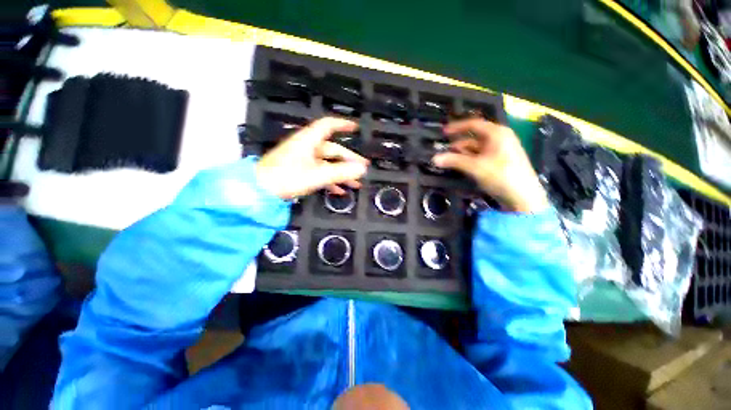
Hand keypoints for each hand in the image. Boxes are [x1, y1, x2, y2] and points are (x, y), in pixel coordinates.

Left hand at [256, 117, 368, 199]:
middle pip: (333, 149)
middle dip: (349, 159)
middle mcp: (307, 147)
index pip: (328, 125)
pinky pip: (320, 173)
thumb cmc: (288, 177)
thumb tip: (362, 169)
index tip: (356, 127)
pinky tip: (340, 191)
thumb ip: (341, 172)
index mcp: (309, 141)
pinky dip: (331, 180)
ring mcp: (304, 160)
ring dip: (342, 173)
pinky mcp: (301, 171)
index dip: (343, 124)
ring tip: (356, 184)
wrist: (261, 190)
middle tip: (363, 168)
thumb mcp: (318, 175)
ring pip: (328, 163)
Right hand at [432, 118, 547, 212]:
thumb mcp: (475, 167)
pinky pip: (480, 157)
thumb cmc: (501, 176)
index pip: (473, 124)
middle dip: (457, 144)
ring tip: (447, 160)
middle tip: (442, 150)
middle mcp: (499, 139)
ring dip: (461, 154)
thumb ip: (454, 161)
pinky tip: (460, 166)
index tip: (443, 133)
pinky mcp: (498, 163)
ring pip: (476, 149)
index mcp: (497, 133)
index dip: (457, 127)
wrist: (523, 197)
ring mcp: (500, 151)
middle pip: (473, 137)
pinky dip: (468, 160)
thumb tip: (434, 159)